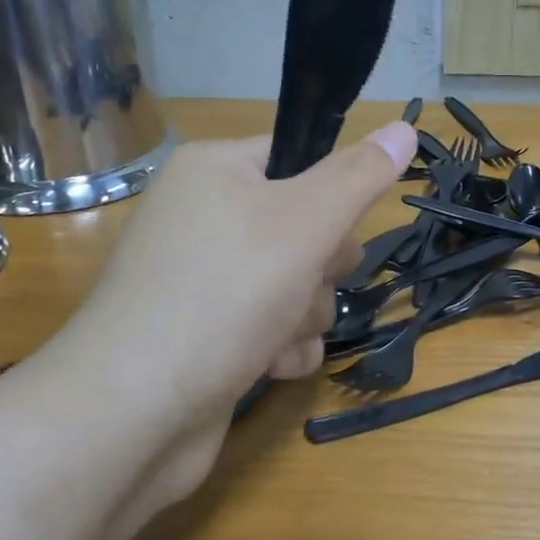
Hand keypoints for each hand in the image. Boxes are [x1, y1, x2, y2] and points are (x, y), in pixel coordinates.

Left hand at [51, 124, 418, 434]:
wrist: (134, 412)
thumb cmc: (224, 294)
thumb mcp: (304, 223)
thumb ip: (359, 177)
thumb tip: (404, 128)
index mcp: (214, 171)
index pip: (297, 158)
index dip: (330, 196)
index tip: (337, 231)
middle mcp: (202, 217)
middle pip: (303, 226)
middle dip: (320, 268)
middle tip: (306, 284)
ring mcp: (201, 279)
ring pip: (294, 282)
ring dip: (304, 315)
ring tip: (278, 336)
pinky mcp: (205, 333)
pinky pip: (269, 325)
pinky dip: (281, 346)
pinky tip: (271, 366)